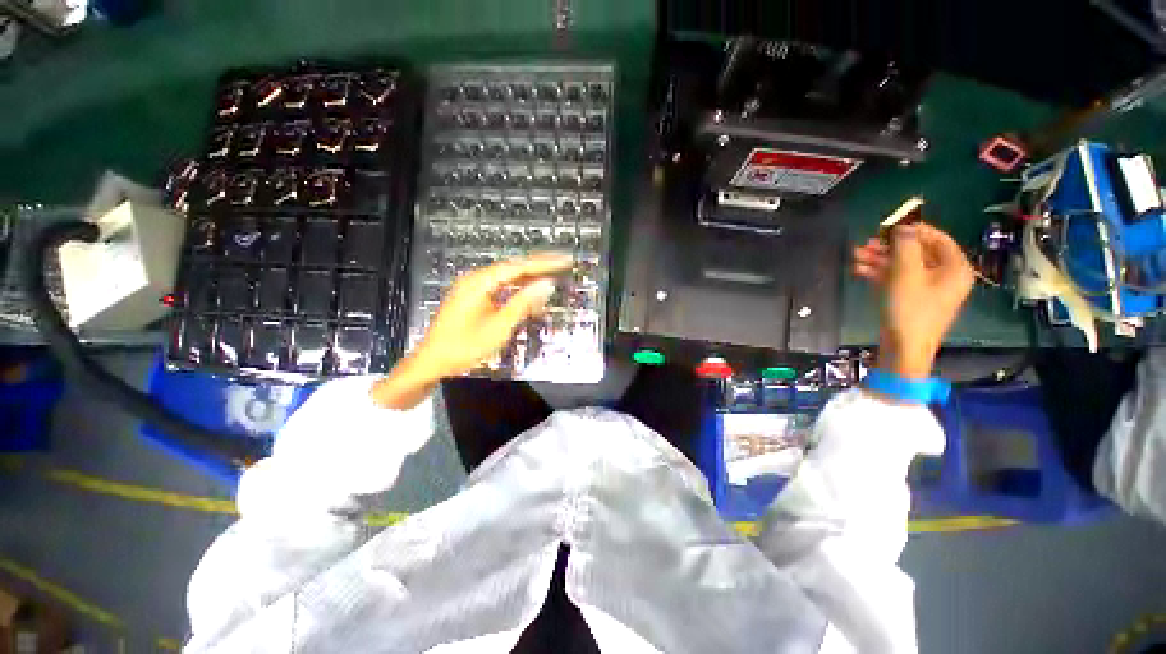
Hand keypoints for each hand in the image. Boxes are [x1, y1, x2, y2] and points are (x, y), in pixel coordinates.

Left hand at [371, 255, 571, 408]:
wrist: (431, 362)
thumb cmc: (464, 347)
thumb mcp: (499, 327)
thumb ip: (524, 303)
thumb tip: (547, 284)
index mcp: (480, 282)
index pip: (519, 267)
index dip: (544, 263)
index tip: (565, 260)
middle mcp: (476, 279)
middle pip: (513, 268)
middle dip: (539, 267)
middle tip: (563, 265)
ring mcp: (472, 288)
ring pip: (507, 278)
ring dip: (529, 278)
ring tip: (552, 277)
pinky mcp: (472, 298)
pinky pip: (500, 288)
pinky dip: (517, 291)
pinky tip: (529, 295)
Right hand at [852, 223, 974, 378]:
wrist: (904, 348)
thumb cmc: (910, 309)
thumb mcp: (906, 273)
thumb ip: (905, 246)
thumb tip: (903, 226)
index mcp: (954, 267)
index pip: (937, 238)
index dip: (914, 229)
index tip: (889, 226)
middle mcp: (945, 276)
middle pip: (917, 252)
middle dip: (889, 247)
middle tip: (866, 243)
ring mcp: (928, 289)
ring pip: (904, 266)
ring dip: (880, 260)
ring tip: (856, 256)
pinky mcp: (912, 300)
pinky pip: (898, 279)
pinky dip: (880, 273)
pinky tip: (859, 271)